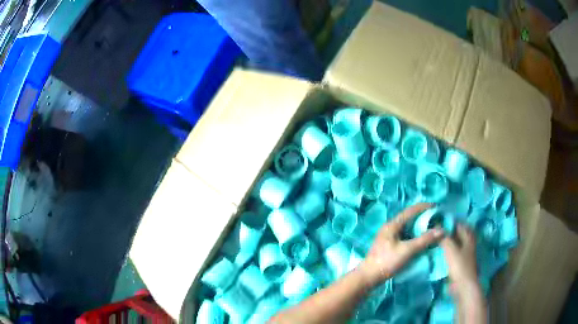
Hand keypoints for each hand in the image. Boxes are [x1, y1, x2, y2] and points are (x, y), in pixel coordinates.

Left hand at [358, 203, 443, 286]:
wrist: (368, 277)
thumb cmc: (387, 261)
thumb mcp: (408, 250)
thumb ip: (424, 240)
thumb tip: (441, 230)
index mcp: (393, 224)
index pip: (411, 210)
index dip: (425, 207)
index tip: (437, 207)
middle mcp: (390, 227)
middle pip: (409, 218)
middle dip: (423, 217)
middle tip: (437, 219)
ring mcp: (388, 236)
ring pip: (407, 228)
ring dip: (419, 227)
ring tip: (432, 229)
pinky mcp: (389, 245)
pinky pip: (405, 236)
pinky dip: (414, 235)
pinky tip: (421, 241)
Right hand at [440, 224, 480, 298]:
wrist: (463, 285)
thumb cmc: (459, 265)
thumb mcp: (450, 249)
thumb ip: (444, 238)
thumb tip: (437, 228)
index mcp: (468, 237)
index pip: (459, 225)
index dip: (450, 222)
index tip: (438, 221)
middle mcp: (468, 243)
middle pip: (459, 234)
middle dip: (449, 232)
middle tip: (437, 231)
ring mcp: (465, 254)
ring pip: (456, 243)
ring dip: (448, 241)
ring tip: (437, 241)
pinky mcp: (461, 263)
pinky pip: (454, 253)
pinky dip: (448, 251)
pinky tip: (440, 252)